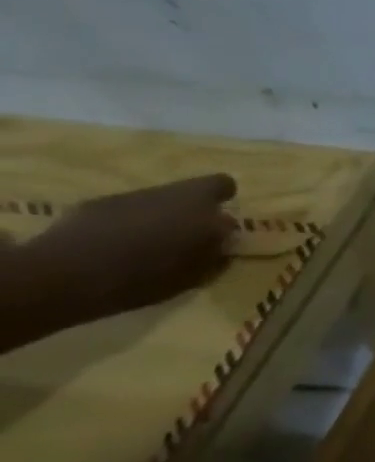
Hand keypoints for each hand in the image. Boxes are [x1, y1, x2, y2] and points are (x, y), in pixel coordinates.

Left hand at [20, 174, 237, 323]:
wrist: (63, 277)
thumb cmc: (146, 275)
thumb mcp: (198, 272)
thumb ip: (216, 250)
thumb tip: (224, 240)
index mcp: (199, 202)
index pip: (222, 184)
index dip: (222, 199)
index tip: (218, 221)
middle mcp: (165, 192)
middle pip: (185, 194)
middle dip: (188, 213)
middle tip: (185, 240)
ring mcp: (124, 198)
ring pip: (152, 204)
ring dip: (155, 221)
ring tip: (146, 249)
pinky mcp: (89, 208)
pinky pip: (119, 214)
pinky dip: (122, 228)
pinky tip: (113, 251)